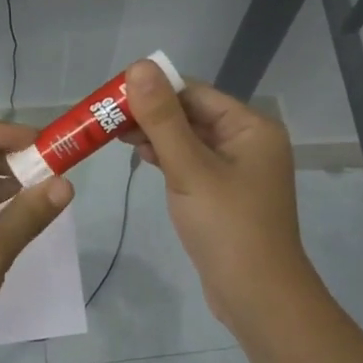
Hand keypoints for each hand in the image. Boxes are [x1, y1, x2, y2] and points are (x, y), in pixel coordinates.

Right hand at [120, 59, 314, 329]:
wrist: (257, 295)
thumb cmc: (227, 227)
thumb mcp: (190, 168)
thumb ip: (162, 118)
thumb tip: (139, 66)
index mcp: (251, 128)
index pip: (195, 93)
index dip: (154, 90)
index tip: (112, 96)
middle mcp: (249, 142)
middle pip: (193, 115)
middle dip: (152, 114)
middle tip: (106, 119)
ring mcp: (238, 170)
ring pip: (190, 140)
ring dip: (157, 136)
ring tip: (115, 136)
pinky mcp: (225, 194)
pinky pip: (193, 164)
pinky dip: (169, 159)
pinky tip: (143, 158)